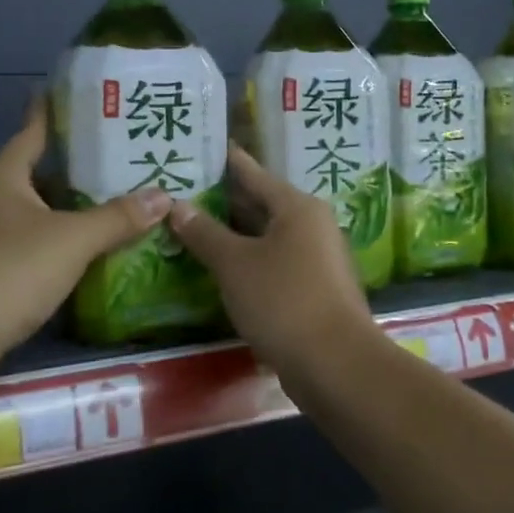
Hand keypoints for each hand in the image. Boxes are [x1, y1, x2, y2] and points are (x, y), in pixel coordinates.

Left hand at [0, 98, 171, 376]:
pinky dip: (67, 238)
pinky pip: (40, 240)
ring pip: (43, 208)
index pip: (34, 129)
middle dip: (82, 163)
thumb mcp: (71, 239)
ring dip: (77, 204)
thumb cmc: (10, 271)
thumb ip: (118, 217)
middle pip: (43, 170)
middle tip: (128, 152)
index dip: (56, 109)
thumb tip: (164, 196)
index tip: (84, 93)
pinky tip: (99, 244)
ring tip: (125, 196)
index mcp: (4, 175)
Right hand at [167, 146, 379, 377]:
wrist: (335, 364)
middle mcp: (311, 225)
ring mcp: (316, 259)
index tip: (199, 148)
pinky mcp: (313, 289)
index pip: (252, 173)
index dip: (224, 161)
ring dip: (232, 235)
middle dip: (222, 201)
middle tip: (181, 192)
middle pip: (260, 204)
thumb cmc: (283, 300)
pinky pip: (273, 263)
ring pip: (266, 236)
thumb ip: (204, 233)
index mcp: (297, 207)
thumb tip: (177, 205)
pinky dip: (247, 261)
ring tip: (191, 228)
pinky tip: (219, 269)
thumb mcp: (234, 264)